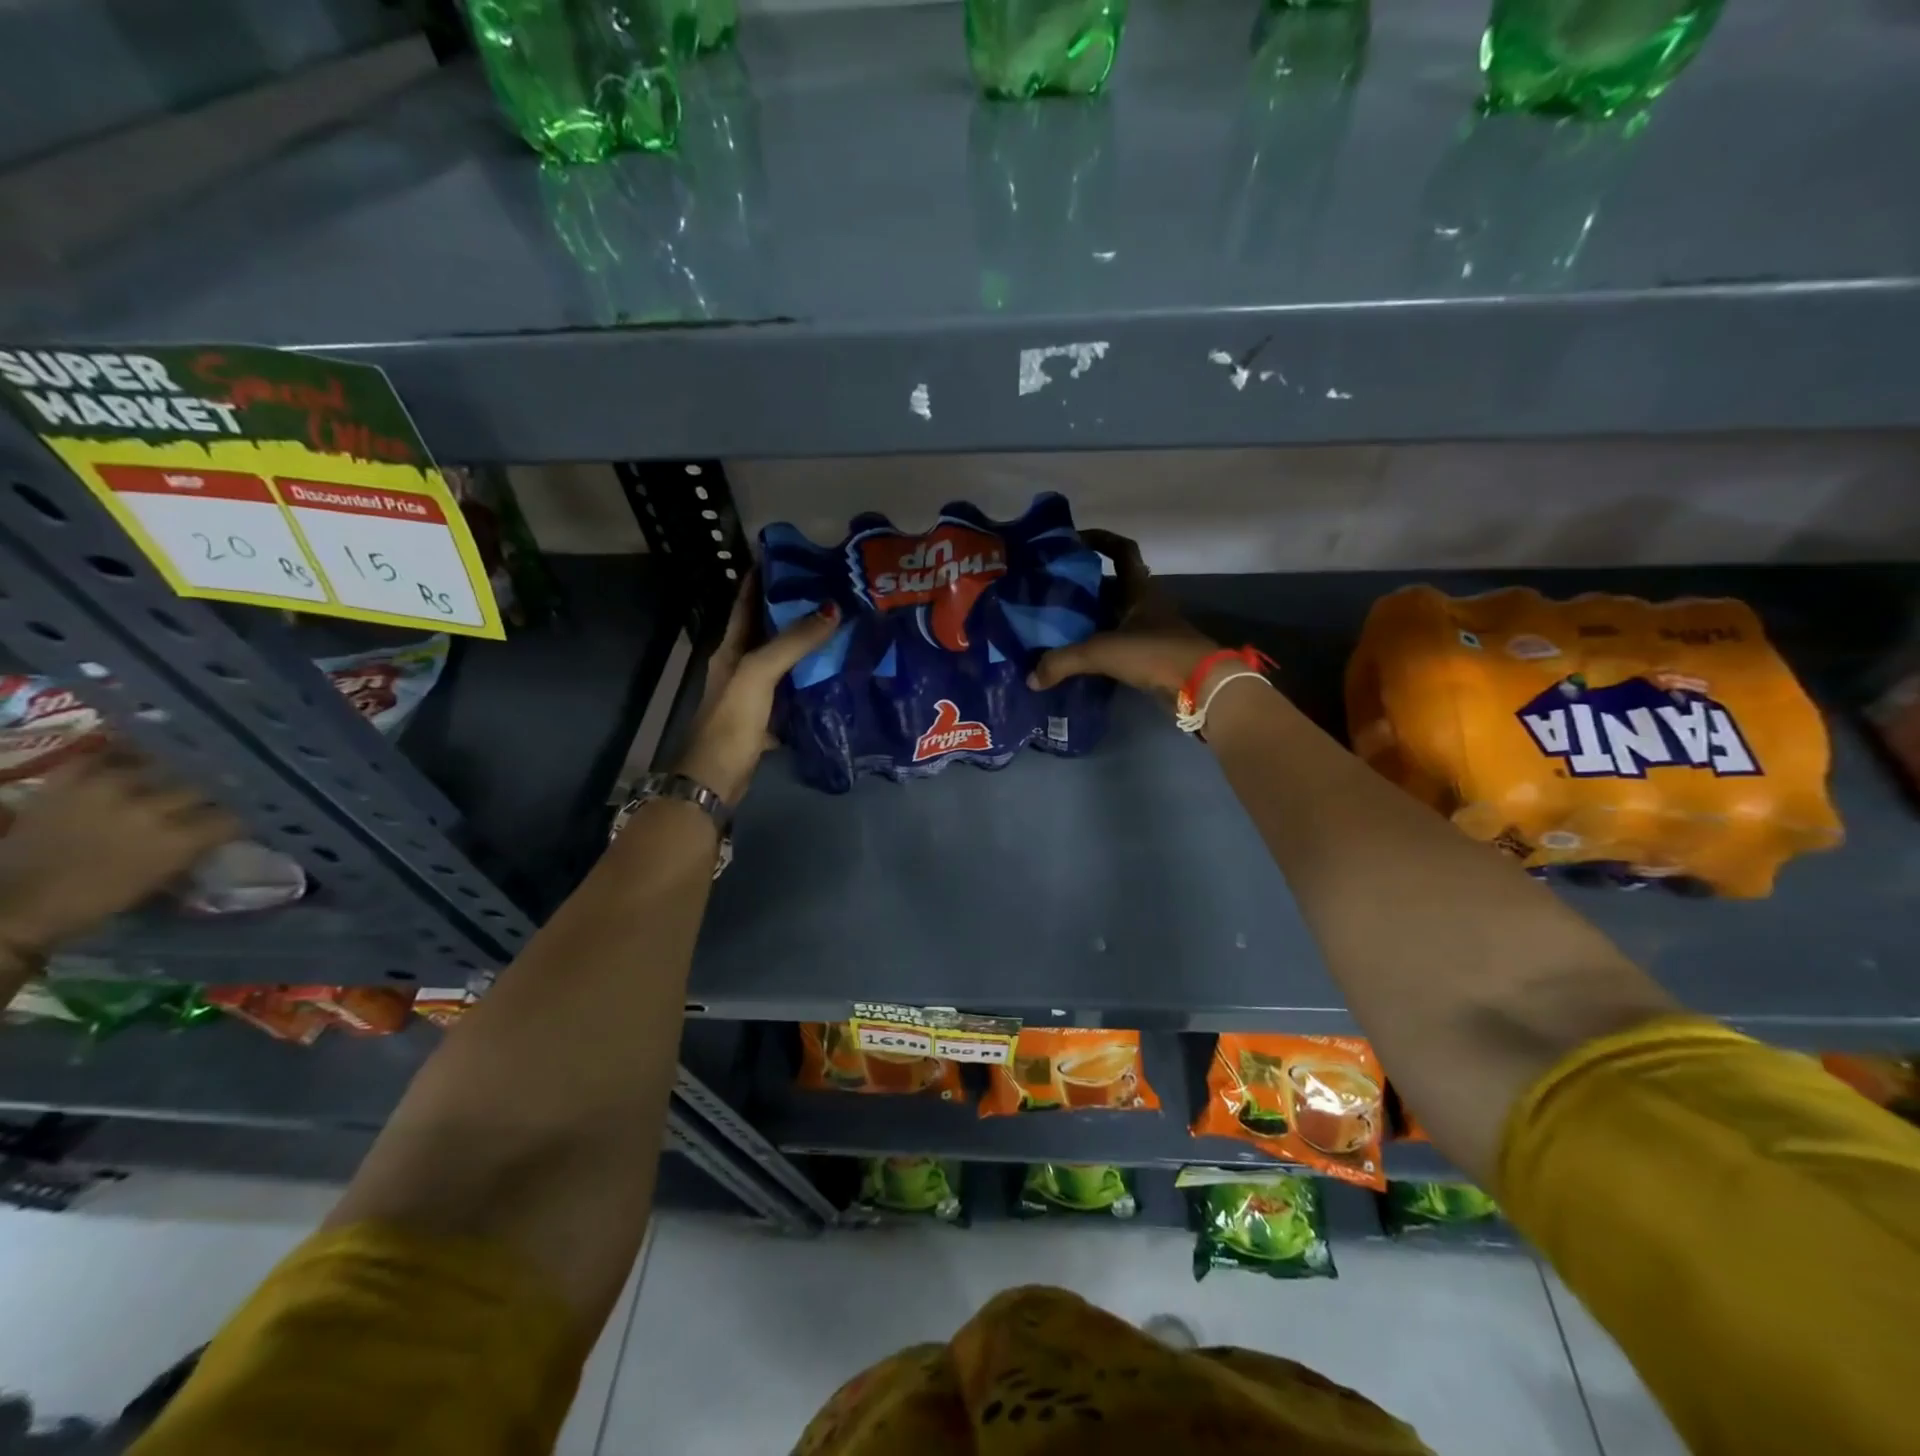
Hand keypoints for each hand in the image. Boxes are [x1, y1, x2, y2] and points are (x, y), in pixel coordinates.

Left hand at [0, 751, 241, 956]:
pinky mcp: (66, 785)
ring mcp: (104, 792)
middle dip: (208, 795)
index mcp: (178, 841)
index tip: (243, 819)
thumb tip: (220, 832)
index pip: (231, 818)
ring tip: (173, 774)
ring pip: (155, 768)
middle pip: (198, 789)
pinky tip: (129, 757)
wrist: (14, 905)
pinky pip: (96, 757)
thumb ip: (192, 850)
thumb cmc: (95, 901)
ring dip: (167, 774)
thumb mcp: (160, 879)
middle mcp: (149, 810)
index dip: (240, 818)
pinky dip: (114, 754)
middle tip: (210, 798)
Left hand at [673, 575, 840, 803]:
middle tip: (828, 591)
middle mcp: (740, 667)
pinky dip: (809, 683)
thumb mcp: (759, 673)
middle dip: (792, 610)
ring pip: (782, 662)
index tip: (786, 558)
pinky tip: (833, 677)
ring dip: (804, 646)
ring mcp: (753, 695)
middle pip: (767, 631)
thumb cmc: (732, 719)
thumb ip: (792, 642)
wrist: (717, 777)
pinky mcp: (766, 719)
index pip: (745, 605)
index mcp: (730, 650)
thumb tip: (831, 609)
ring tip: (838, 628)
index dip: (759, 580)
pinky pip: (792, 692)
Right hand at [1027, 529, 1219, 705]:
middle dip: (1084, 585)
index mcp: (1140, 590)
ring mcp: (1151, 631)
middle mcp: (1146, 605)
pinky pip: (1118, 644)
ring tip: (1057, 623)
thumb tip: (1031, 678)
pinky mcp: (1150, 656)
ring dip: (1090, 618)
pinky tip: (1076, 656)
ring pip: (1114, 616)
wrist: (1199, 686)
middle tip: (1052, 589)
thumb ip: (1063, 662)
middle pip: (1113, 585)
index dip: (1101, 540)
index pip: (1122, 551)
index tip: (1074, 540)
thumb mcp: (1102, 652)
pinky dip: (1098, 647)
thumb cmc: (1154, 653)